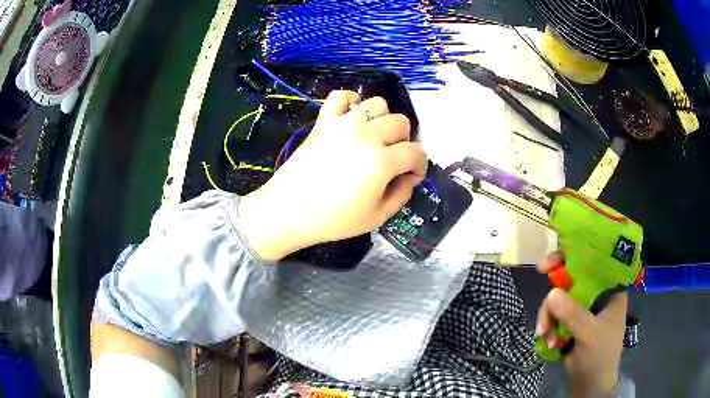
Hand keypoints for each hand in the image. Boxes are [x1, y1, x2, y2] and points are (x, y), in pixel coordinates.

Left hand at [239, 90, 426, 260]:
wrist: (288, 211)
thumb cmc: (333, 220)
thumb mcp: (376, 218)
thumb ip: (401, 194)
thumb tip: (410, 177)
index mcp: (381, 161)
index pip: (416, 152)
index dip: (420, 165)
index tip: (412, 175)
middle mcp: (366, 135)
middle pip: (401, 123)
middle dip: (404, 142)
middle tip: (393, 159)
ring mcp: (343, 124)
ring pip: (377, 104)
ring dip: (383, 120)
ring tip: (374, 138)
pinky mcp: (324, 121)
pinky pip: (340, 96)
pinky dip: (350, 101)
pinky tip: (351, 117)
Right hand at [536, 252, 626, 397]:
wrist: (589, 385)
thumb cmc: (600, 356)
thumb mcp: (590, 334)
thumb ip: (574, 314)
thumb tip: (551, 293)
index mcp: (610, 290)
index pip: (594, 263)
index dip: (573, 257)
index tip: (550, 263)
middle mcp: (596, 295)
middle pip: (572, 280)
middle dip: (555, 293)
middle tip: (543, 294)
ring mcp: (582, 309)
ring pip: (559, 299)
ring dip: (548, 316)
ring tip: (543, 334)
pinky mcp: (570, 323)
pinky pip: (554, 314)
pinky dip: (547, 325)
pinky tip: (546, 340)